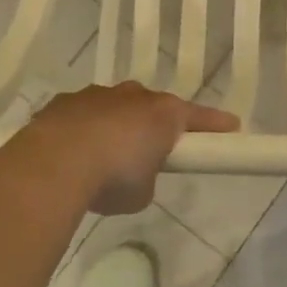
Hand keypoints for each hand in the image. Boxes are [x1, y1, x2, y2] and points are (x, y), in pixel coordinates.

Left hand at [20, 83, 239, 214]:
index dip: (215, 125)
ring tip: (102, 158)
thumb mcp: (142, 192)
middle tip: (150, 152)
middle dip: (152, 126)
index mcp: (163, 113)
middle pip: (151, 107)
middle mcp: (132, 95)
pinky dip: (82, 131)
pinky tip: (71, 155)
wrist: (54, 163)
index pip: (198, 116)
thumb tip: (134, 174)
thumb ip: (147, 178)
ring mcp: (96, 95)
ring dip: (114, 127)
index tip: (232, 127)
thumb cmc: (113, 177)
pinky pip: (81, 115)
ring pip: (114, 107)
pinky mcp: (63, 102)